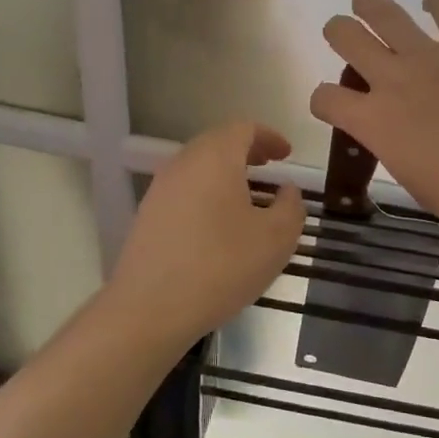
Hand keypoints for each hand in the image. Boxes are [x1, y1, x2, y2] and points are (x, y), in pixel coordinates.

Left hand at [109, 121, 305, 346]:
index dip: (269, 137)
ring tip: (248, 198)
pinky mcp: (148, 215)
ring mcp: (160, 189)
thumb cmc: (221, 266)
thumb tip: (286, 190)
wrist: (150, 309)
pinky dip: (207, 193)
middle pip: (217, 142)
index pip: (243, 128)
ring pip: (198, 167)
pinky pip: (184, 190)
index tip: (286, 155)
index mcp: (215, 158)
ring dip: (225, 173)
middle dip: (246, 151)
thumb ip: (291, 207)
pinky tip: (219, 225)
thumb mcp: (276, 239)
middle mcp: (183, 163)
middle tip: (269, 169)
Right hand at [310, 0, 438, 240]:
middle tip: (343, 34)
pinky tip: (436, 6)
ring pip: (384, 13)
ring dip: (370, 6)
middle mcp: (392, 79)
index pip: (326, 97)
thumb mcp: (411, 178)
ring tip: (366, 5)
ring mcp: (429, 55)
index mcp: (373, 121)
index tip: (333, 104)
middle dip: (339, 33)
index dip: (323, 99)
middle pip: (345, 36)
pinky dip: (438, 3)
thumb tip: (398, 132)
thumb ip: (394, 145)